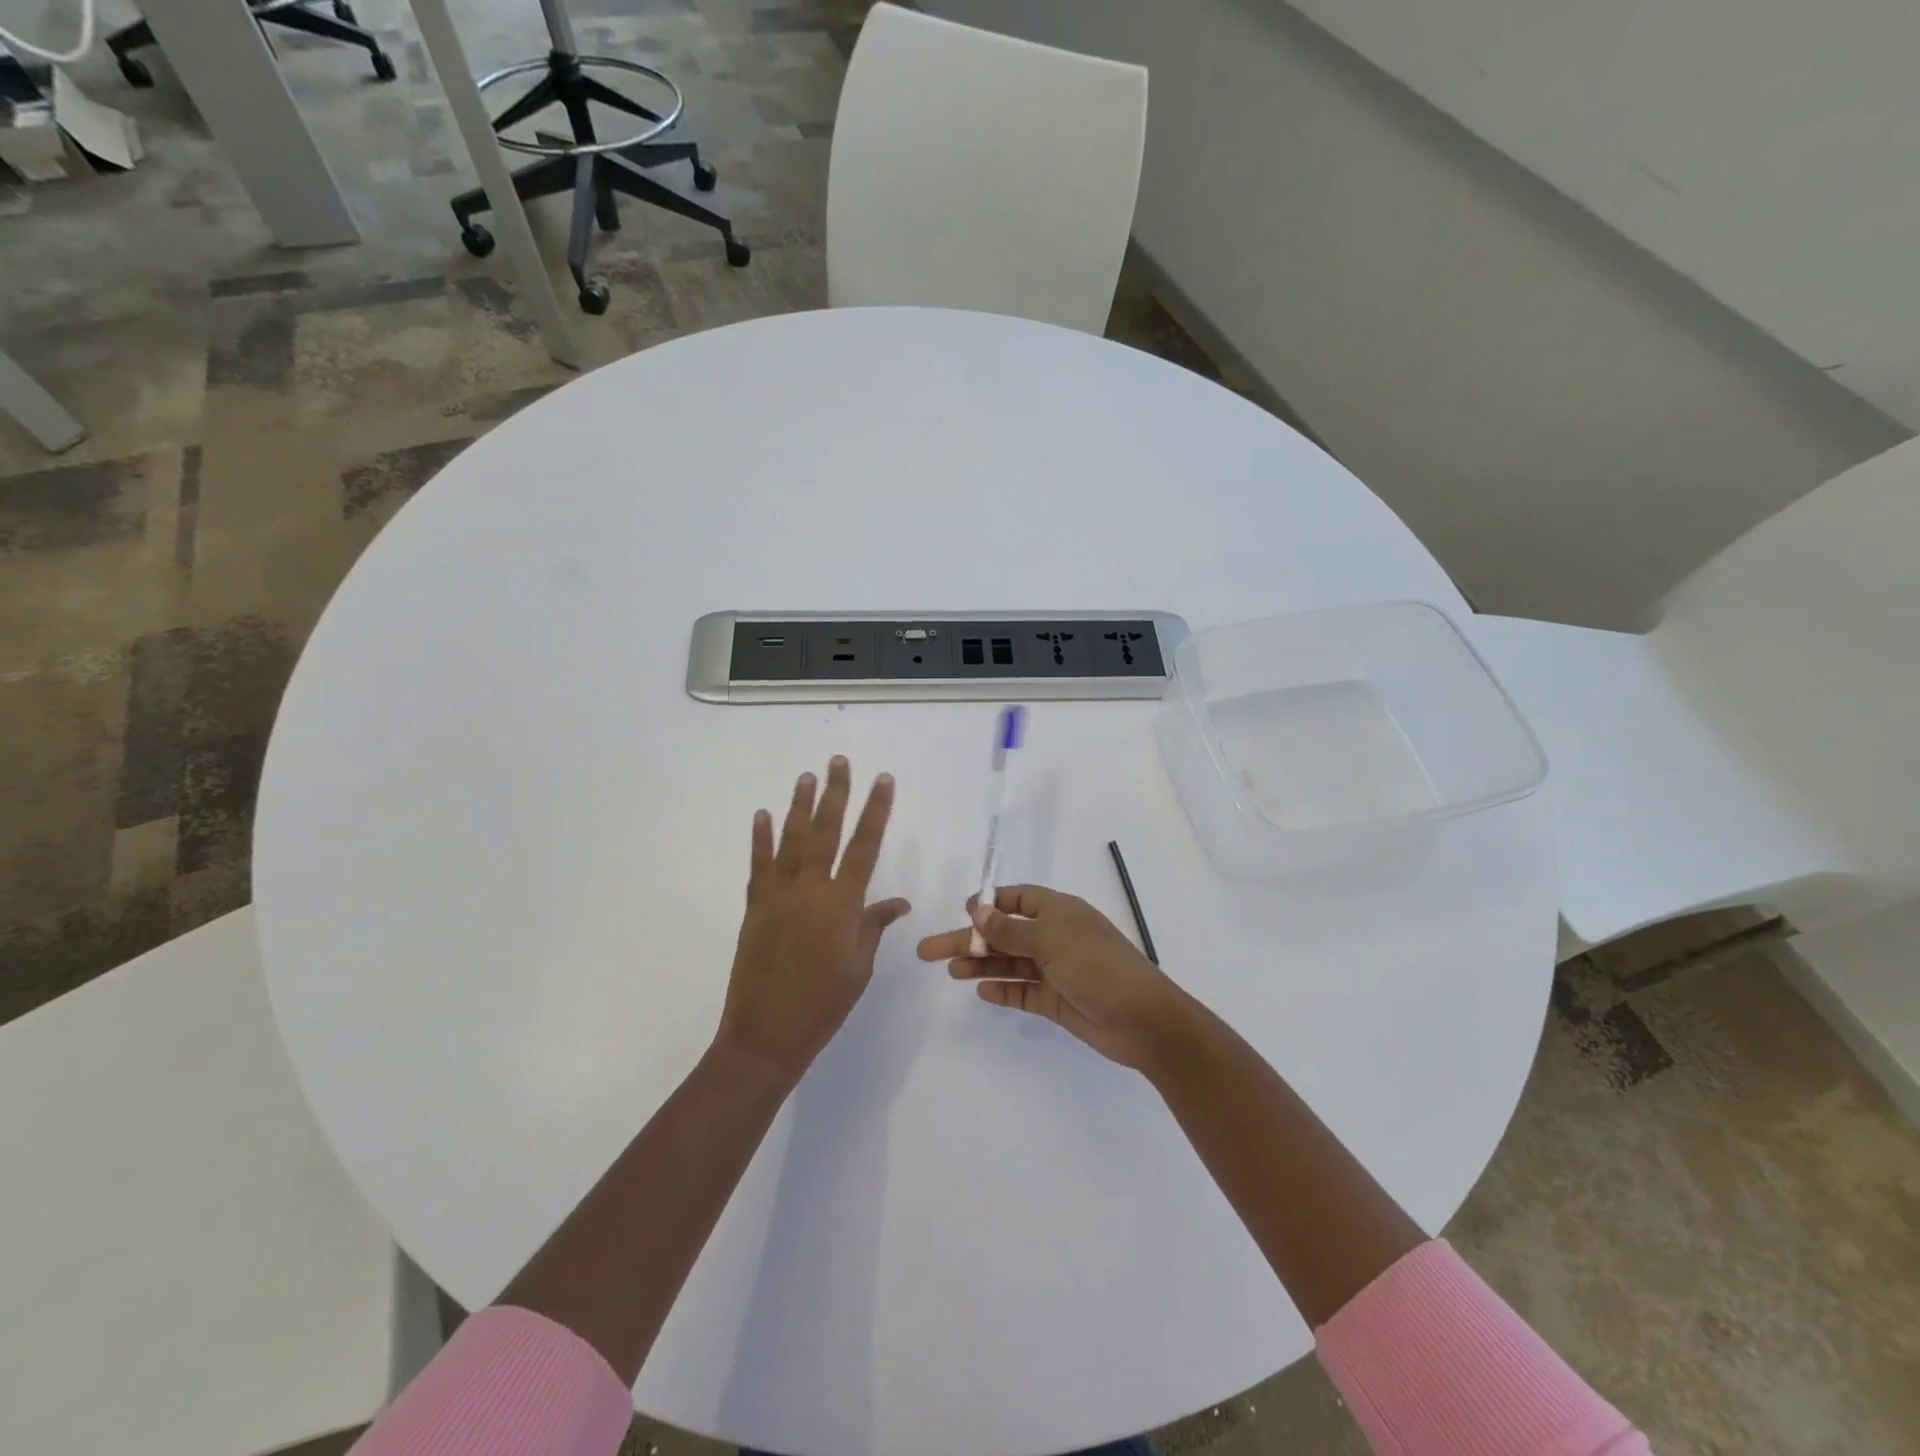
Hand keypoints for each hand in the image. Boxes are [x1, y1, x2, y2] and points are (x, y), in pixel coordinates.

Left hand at [716, 757, 909, 1085]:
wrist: (766, 1034)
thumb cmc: (824, 1003)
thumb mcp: (859, 966)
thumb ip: (873, 925)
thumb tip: (896, 902)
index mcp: (842, 903)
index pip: (865, 845)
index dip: (876, 810)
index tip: (883, 780)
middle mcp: (810, 889)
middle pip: (825, 831)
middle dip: (835, 793)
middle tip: (838, 762)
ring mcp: (778, 895)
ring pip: (791, 840)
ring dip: (799, 806)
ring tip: (806, 777)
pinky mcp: (755, 907)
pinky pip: (759, 865)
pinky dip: (760, 839)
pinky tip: (762, 815)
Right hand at [916, 884, 1189, 1071]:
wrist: (1143, 1020)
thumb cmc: (1097, 967)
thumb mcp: (1052, 940)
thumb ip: (1011, 929)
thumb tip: (978, 911)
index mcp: (1059, 912)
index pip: (1019, 899)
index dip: (990, 903)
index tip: (963, 912)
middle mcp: (1055, 937)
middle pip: (1004, 933)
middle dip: (970, 939)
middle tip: (929, 950)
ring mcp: (1056, 970)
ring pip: (1009, 963)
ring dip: (980, 964)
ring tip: (949, 971)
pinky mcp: (1056, 1001)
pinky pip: (1022, 992)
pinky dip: (1003, 990)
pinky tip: (981, 990)